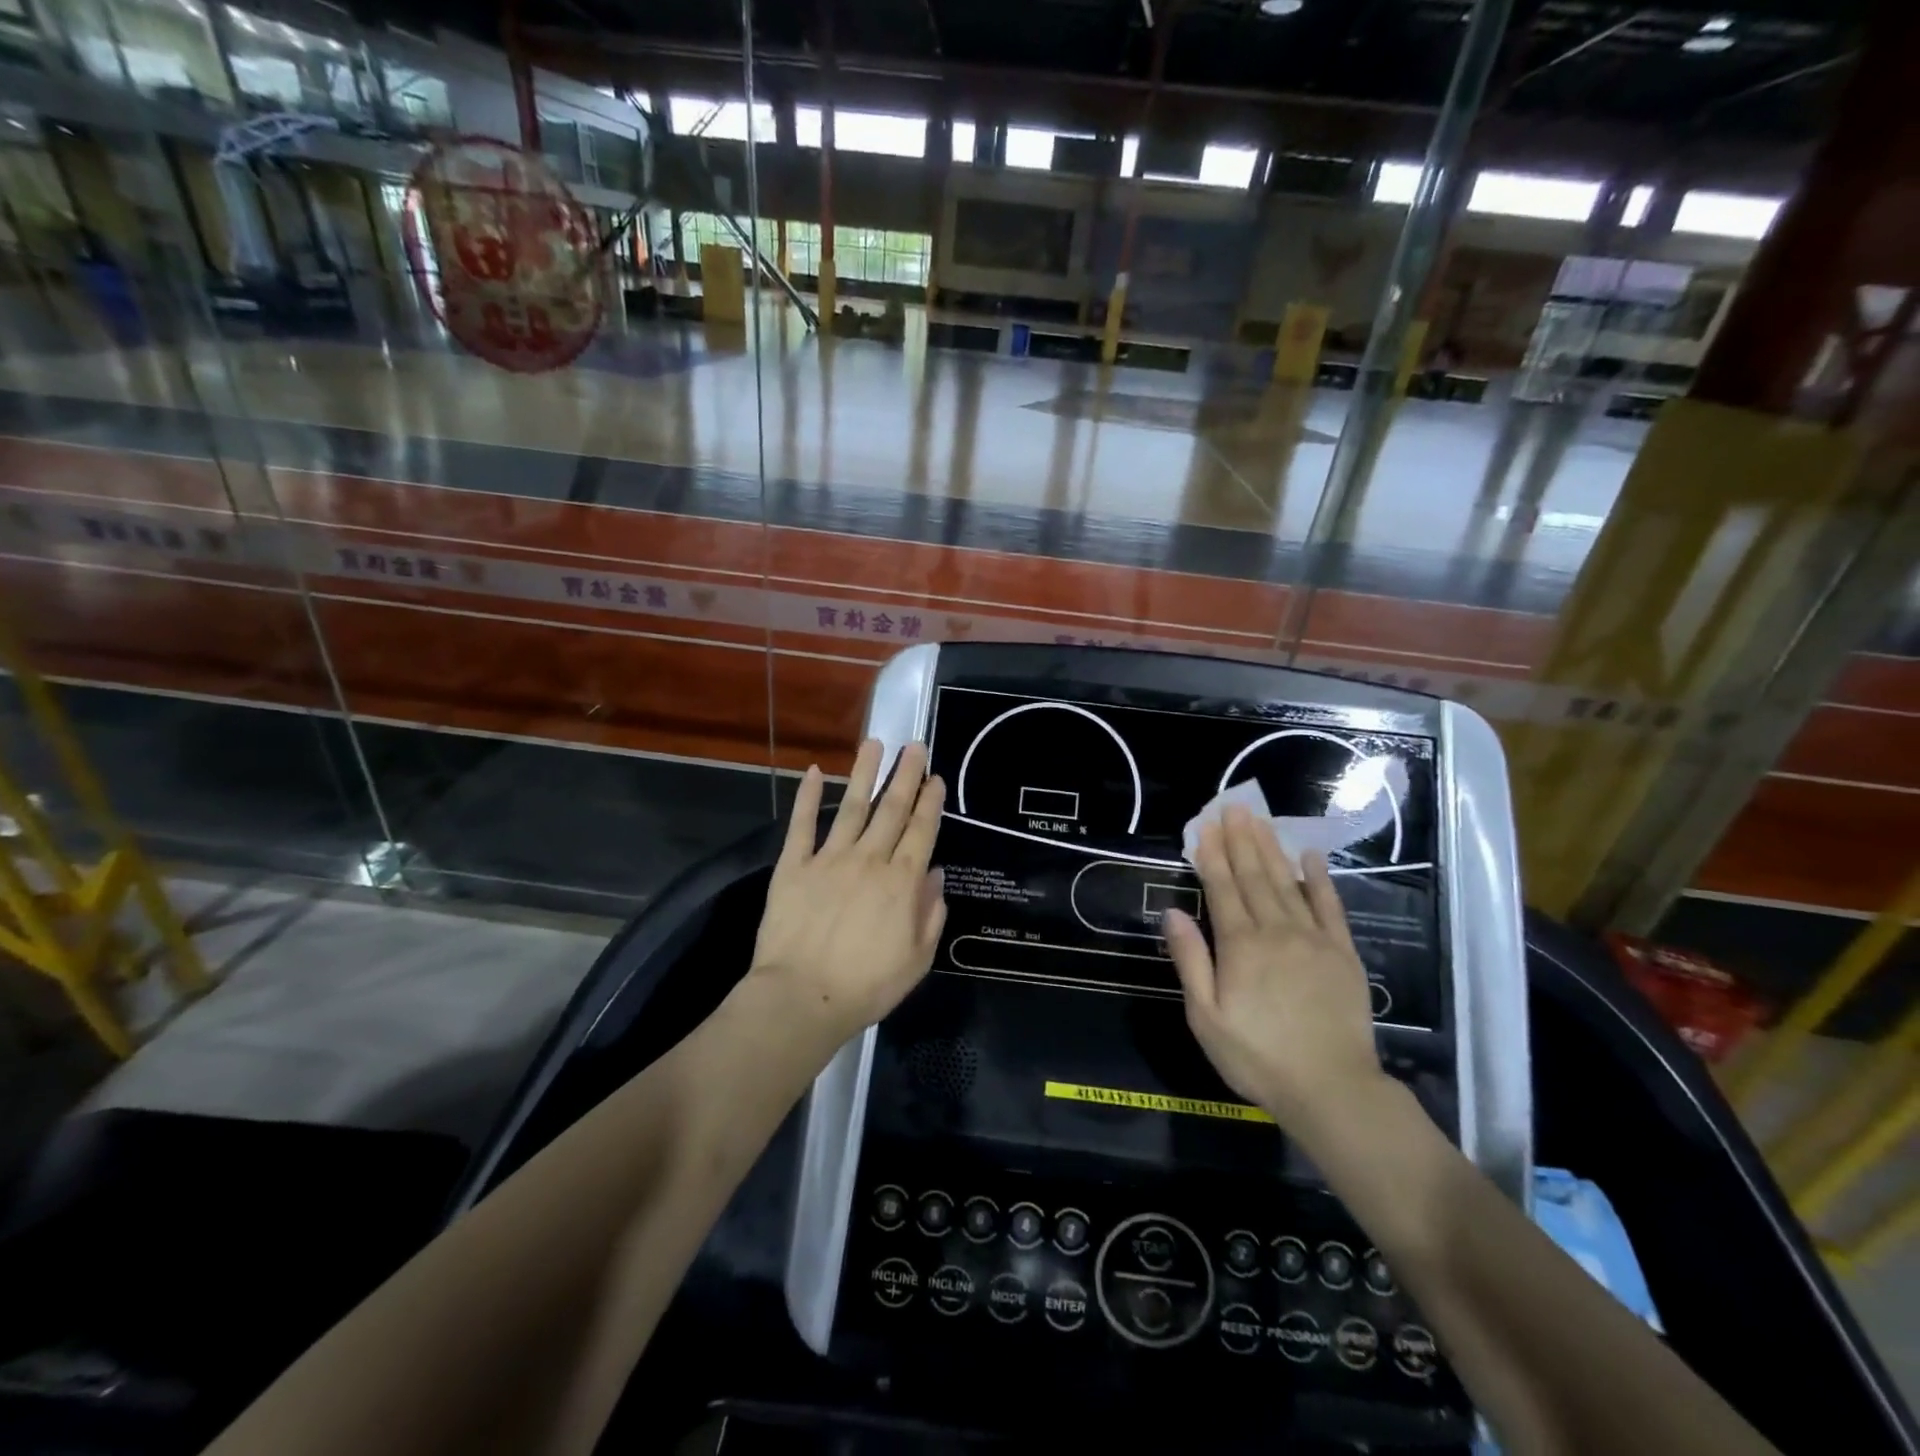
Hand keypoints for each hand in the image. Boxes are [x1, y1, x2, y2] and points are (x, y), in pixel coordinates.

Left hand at [749, 739, 946, 1042]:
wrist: (801, 998)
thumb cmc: (866, 986)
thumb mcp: (916, 959)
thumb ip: (930, 914)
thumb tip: (935, 875)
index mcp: (901, 882)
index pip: (921, 831)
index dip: (931, 802)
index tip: (936, 777)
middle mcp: (869, 860)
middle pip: (892, 809)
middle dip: (906, 775)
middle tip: (915, 745)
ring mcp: (829, 859)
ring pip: (852, 806)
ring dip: (864, 773)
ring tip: (874, 743)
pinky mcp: (794, 866)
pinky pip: (802, 825)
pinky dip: (807, 797)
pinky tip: (813, 772)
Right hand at [1163, 805, 1383, 1134]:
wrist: (1332, 1089)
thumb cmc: (1257, 1057)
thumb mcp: (1205, 1017)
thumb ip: (1190, 961)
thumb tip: (1172, 912)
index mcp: (1240, 946)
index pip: (1222, 889)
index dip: (1211, 856)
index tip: (1205, 826)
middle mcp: (1276, 931)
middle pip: (1254, 877)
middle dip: (1241, 840)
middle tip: (1234, 808)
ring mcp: (1313, 939)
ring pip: (1287, 883)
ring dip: (1271, 849)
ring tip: (1260, 821)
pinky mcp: (1342, 953)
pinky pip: (1329, 907)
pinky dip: (1319, 880)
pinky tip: (1311, 857)